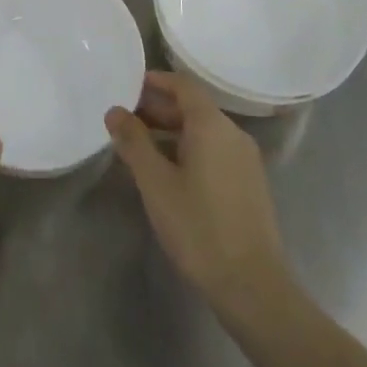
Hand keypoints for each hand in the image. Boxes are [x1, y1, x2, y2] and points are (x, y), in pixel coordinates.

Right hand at [107, 72, 288, 315]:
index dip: (156, 81)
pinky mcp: (248, 184)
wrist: (252, 285)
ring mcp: (245, 160)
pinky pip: (214, 151)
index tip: (128, 85)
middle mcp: (233, 134)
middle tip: (125, 118)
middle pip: (193, 108)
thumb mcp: (156, 183)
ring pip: (204, 132)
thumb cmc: (198, 227)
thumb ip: (134, 142)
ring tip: (139, 146)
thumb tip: (115, 111)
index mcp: (212, 125)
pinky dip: (188, 149)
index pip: (183, 85)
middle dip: (158, 108)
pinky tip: (167, 172)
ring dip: (171, 131)